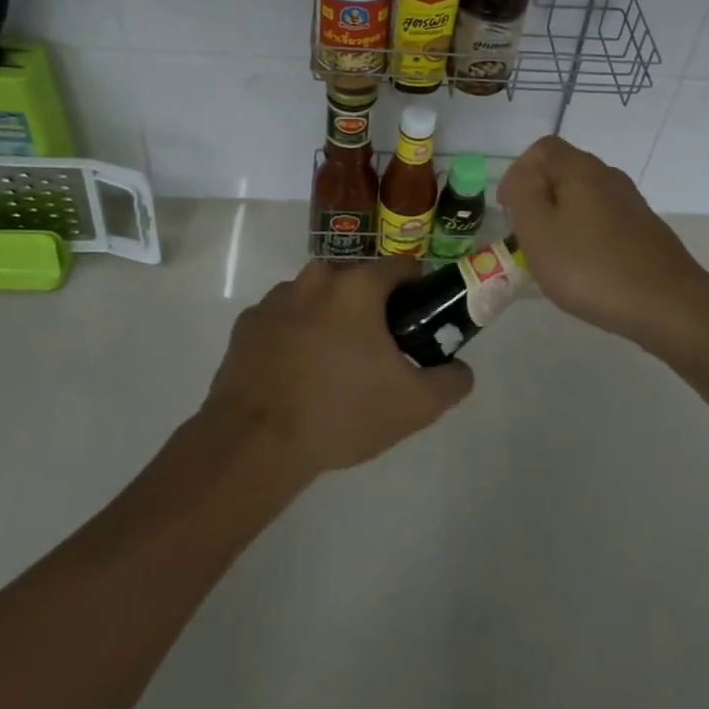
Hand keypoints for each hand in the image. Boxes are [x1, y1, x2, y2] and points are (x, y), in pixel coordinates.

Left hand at [201, 258, 474, 477]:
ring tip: (332, 369)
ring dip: (330, 320)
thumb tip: (461, 369)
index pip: (401, 267)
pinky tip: (296, 376)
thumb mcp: (414, 406)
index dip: (417, 289)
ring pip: (318, 299)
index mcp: (358, 286)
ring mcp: (276, 298)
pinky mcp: (247, 323)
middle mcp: (316, 278)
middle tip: (378, 352)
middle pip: (357, 283)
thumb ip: (451, 382)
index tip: (419, 319)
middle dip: (371, 308)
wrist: (254, 442)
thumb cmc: (341, 412)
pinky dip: (294, 336)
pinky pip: (284, 320)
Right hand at [499, 136, 708, 345]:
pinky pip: (604, 222)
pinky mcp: (646, 231)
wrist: (669, 305)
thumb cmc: (591, 267)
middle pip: (564, 172)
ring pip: (585, 199)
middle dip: (539, 198)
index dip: (518, 172)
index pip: (542, 149)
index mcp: (581, 169)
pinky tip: (586, 269)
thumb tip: (523, 176)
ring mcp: (632, 204)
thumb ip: (523, 194)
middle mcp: (609, 177)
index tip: (509, 210)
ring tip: (554, 256)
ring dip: (562, 219)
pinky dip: (586, 236)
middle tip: (527, 235)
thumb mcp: (538, 231)